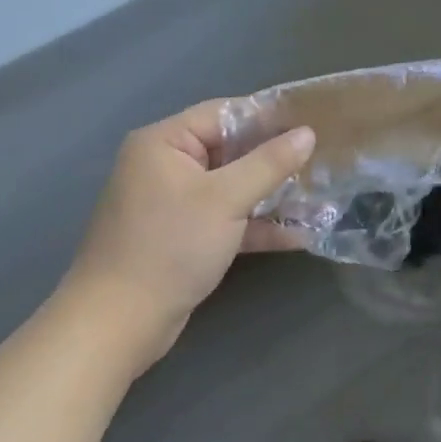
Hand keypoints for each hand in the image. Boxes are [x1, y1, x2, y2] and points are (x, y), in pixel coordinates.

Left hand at [61, 101, 314, 374]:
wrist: (116, 328)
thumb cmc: (168, 246)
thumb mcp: (226, 199)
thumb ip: (270, 162)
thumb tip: (308, 132)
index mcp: (166, 143)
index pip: (227, 113)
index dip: (271, 117)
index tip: (315, 122)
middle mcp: (168, 166)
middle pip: (234, 149)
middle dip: (278, 159)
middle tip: (324, 158)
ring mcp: (176, 203)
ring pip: (235, 186)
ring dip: (275, 194)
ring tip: (322, 194)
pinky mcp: (185, 237)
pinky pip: (229, 218)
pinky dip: (259, 224)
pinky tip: (301, 233)